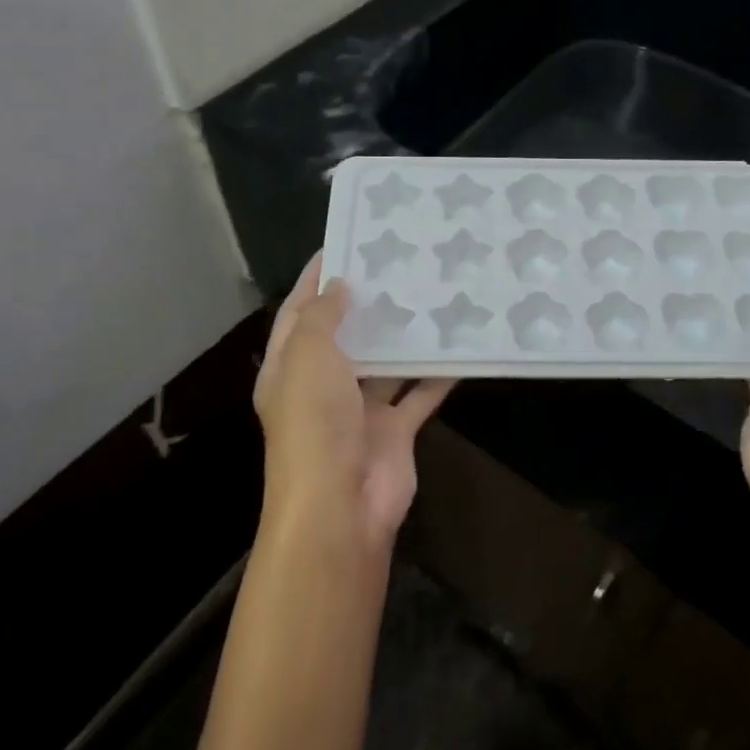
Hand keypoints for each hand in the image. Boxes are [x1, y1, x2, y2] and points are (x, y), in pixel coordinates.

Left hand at [253, 253, 453, 547]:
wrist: (341, 506)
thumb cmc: (315, 423)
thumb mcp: (308, 357)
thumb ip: (322, 318)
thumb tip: (339, 286)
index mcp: (289, 368)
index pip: (298, 311)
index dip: (316, 278)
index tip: (344, 242)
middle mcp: (322, 386)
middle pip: (346, 335)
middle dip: (368, 302)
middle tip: (401, 262)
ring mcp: (360, 410)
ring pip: (386, 363)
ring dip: (405, 336)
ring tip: (433, 292)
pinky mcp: (394, 430)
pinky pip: (419, 394)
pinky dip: (438, 374)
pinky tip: (460, 345)